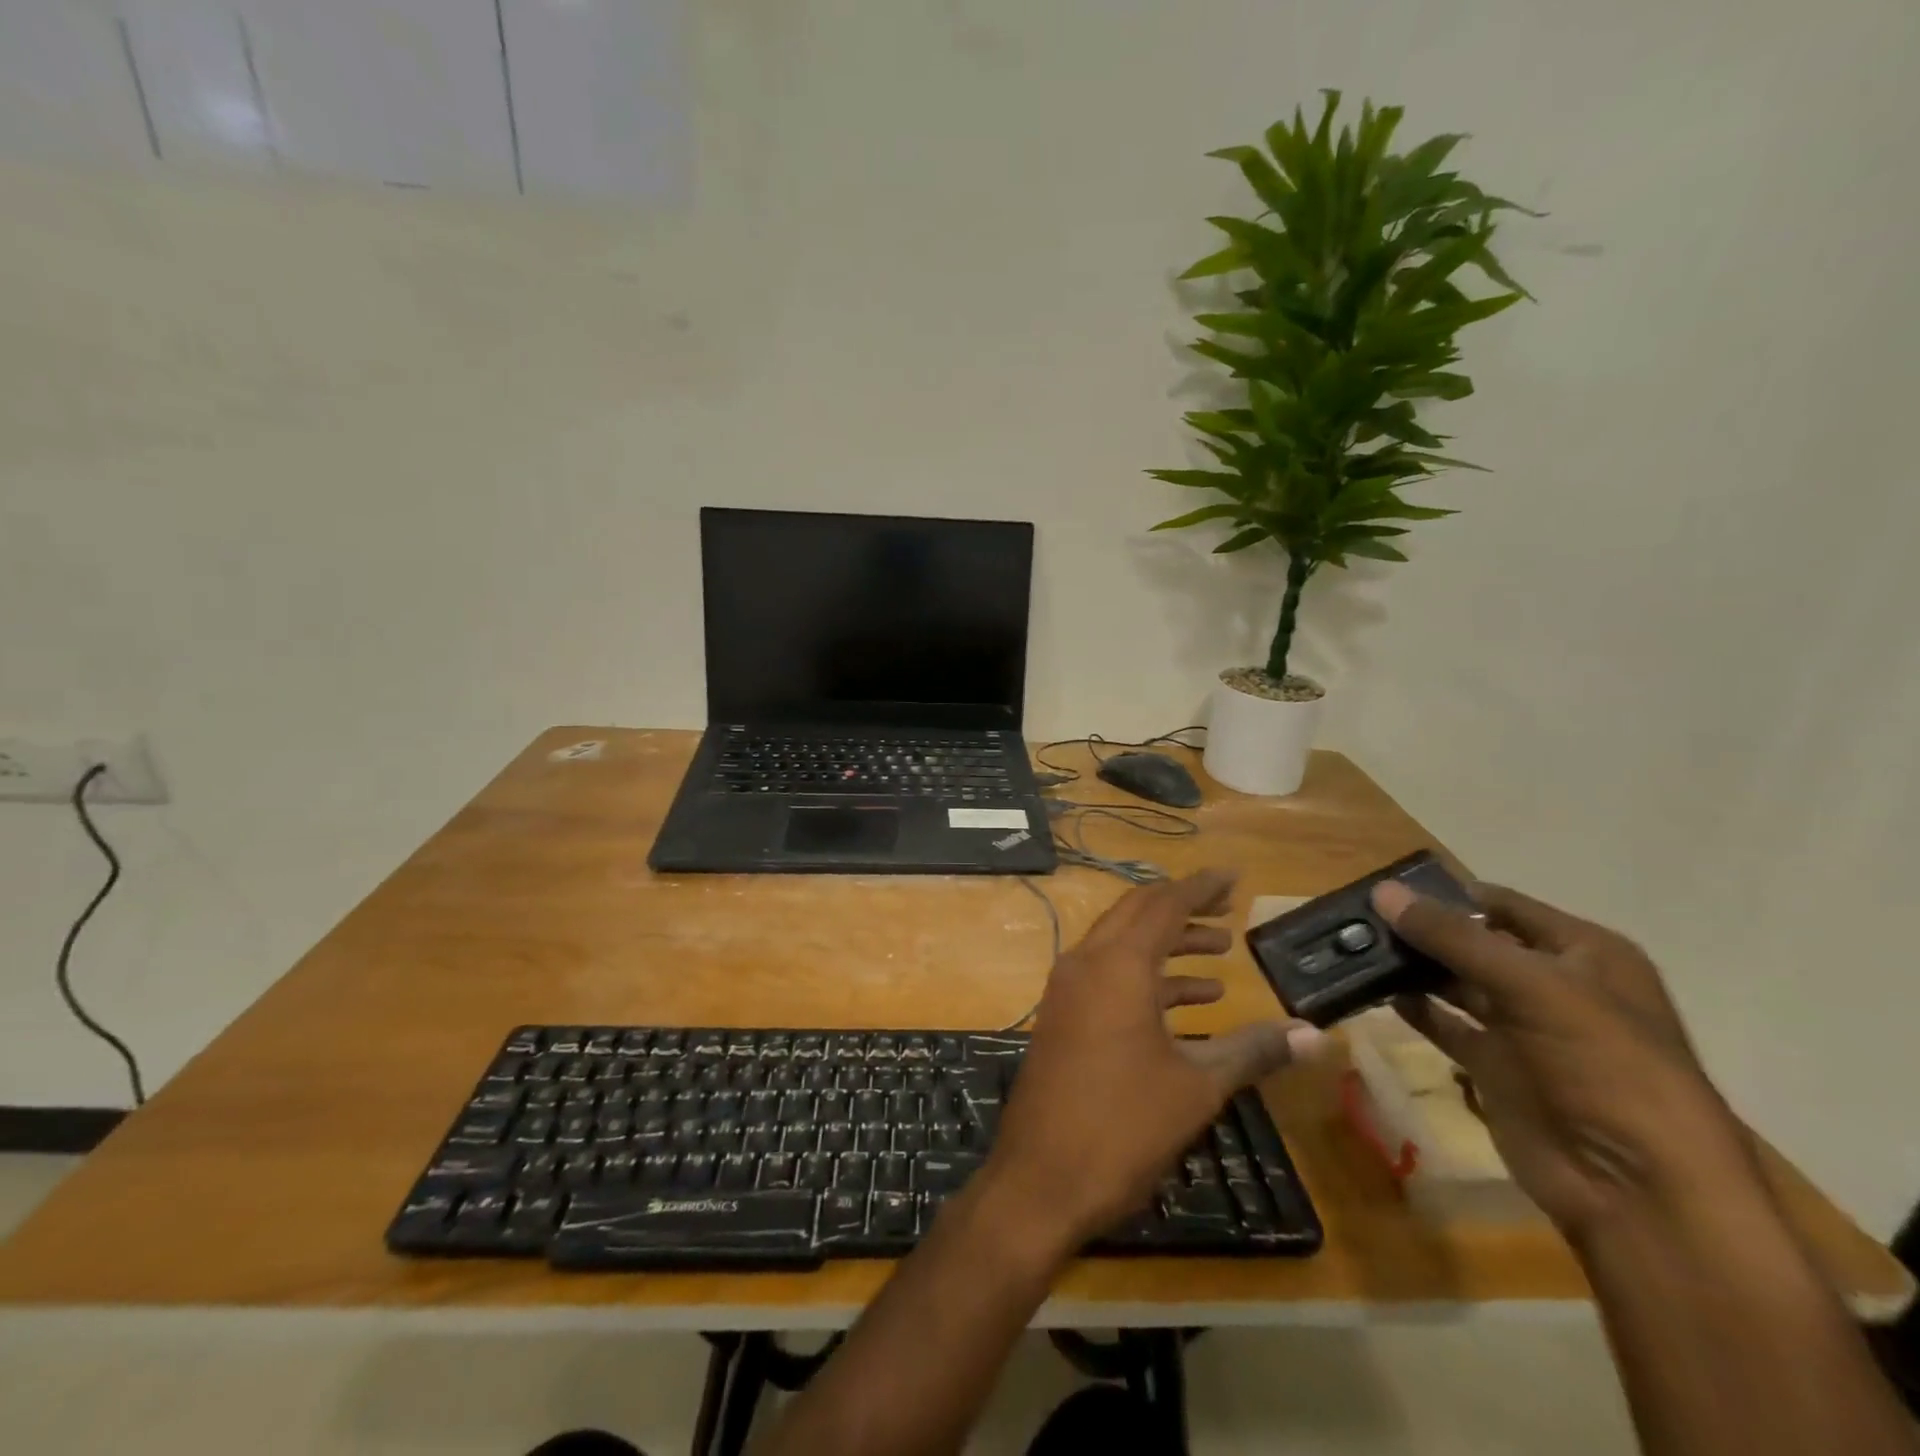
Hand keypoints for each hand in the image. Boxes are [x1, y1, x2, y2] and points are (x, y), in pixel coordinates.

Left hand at [984, 869, 1325, 1250]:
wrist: (1041, 1177)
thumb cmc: (1124, 1125)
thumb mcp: (1197, 1086)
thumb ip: (1253, 1050)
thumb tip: (1314, 1034)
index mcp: (1118, 965)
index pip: (1164, 904)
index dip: (1201, 887)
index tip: (1234, 876)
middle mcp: (1086, 962)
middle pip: (1138, 913)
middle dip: (1183, 907)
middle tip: (1228, 909)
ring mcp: (1068, 988)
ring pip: (1122, 944)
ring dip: (1168, 944)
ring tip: (1219, 954)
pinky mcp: (1063, 1015)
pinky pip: (1108, 975)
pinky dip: (1147, 977)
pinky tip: (1189, 1001)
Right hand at [1372, 879, 1761, 1241]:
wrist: (1637, 1189)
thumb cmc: (1605, 1067)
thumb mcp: (1533, 986)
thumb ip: (1454, 937)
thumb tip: (1382, 892)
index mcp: (1583, 953)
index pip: (1502, 905)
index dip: (1446, 892)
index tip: (1382, 885)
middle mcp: (1552, 983)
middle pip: (1472, 941)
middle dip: (1419, 929)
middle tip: (1354, 917)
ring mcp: (1522, 1027)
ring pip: (1454, 981)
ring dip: (1410, 966)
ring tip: (1353, 948)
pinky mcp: (1495, 1066)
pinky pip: (1445, 1023)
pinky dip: (1413, 1007)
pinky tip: (1374, 991)